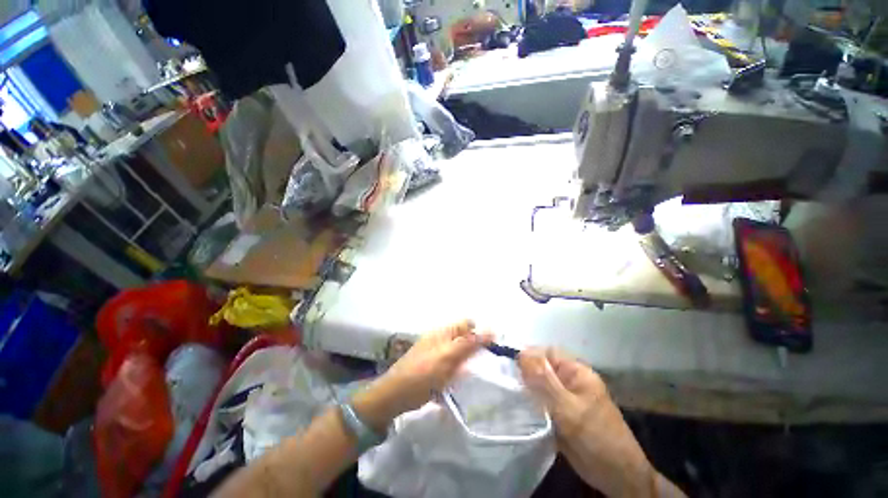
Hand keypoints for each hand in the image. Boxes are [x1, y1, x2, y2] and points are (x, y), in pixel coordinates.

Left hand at [353, 320, 491, 430]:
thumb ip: (469, 343)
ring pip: (461, 354)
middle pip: (465, 338)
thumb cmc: (422, 373)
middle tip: (486, 365)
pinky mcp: (436, 369)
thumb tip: (492, 329)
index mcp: (444, 331)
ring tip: (478, 375)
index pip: (468, 324)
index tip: (494, 348)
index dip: (480, 332)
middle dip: (476, 349)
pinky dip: (460, 373)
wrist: (395, 396)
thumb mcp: (447, 356)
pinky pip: (454, 367)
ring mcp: (438, 354)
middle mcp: (441, 339)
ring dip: (469, 363)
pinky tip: (463, 383)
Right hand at [518, 348, 657, 497]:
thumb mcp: (569, 408)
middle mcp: (569, 380)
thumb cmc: (596, 436)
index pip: (547, 353)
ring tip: (507, 392)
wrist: (616, 476)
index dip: (528, 355)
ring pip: (539, 385)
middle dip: (524, 372)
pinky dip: (529, 403)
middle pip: (541, 368)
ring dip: (525, 388)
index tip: (509, 364)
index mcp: (576, 371)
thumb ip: (544, 381)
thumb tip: (521, 354)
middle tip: (505, 380)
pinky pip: (541, 401)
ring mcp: (564, 398)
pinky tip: (516, 406)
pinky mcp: (560, 413)